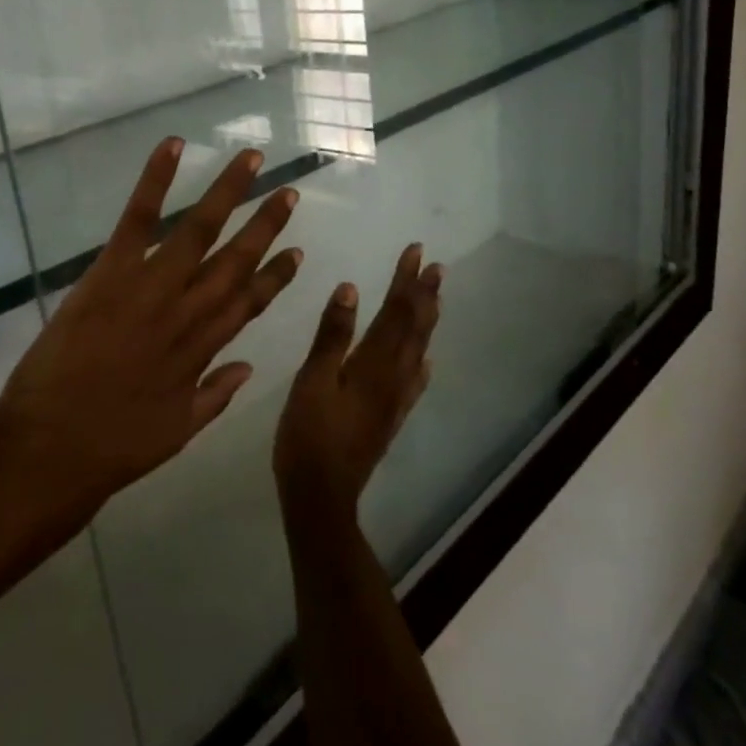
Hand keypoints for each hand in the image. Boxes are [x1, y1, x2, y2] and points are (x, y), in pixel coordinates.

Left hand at [0, 137, 302, 512]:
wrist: (55, 448)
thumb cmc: (114, 446)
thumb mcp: (178, 431)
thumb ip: (215, 395)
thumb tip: (248, 367)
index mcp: (203, 348)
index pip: (251, 302)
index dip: (276, 276)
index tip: (297, 252)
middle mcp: (188, 310)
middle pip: (236, 259)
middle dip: (265, 224)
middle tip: (289, 191)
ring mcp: (151, 287)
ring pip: (199, 230)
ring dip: (228, 191)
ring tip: (251, 158)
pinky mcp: (111, 273)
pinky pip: (138, 219)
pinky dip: (156, 180)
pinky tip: (174, 146)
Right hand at [274, 244, 444, 519]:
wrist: (321, 494)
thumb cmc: (308, 433)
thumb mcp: (312, 380)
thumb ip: (332, 336)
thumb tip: (350, 288)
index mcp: (374, 365)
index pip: (395, 313)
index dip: (405, 281)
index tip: (416, 251)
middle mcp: (393, 378)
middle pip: (414, 329)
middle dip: (424, 295)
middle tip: (437, 267)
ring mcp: (395, 400)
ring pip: (418, 351)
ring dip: (427, 321)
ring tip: (436, 298)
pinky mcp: (390, 417)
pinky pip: (414, 381)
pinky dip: (422, 362)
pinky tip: (425, 360)